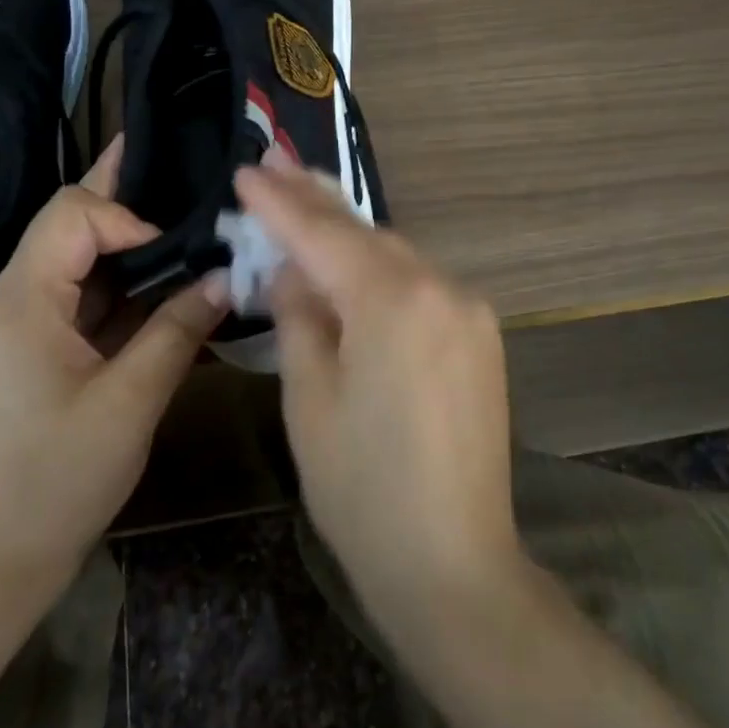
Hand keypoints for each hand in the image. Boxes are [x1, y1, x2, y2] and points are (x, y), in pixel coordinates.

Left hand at [0, 136, 227, 602]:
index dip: (126, 216)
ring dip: (126, 241)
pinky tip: (163, 278)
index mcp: (22, 303)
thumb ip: (178, 330)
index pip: (71, 215)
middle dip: (121, 196)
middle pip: (67, 224)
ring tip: (181, 217)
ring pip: (75, 258)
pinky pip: (79, 295)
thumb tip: (224, 276)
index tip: (175, 252)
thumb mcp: (131, 402)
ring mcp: (21, 325)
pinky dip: (120, 282)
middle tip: (178, 166)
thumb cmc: (60, 479)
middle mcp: (13, 300)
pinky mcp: (36, 349)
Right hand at [233, 159, 523, 634]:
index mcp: (394, 300)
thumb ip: (300, 318)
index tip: (247, 170)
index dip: (280, 202)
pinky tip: (353, 266)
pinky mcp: (481, 337)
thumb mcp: (310, 399)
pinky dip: (381, 271)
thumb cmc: (362, 490)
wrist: (453, 563)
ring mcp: (470, 311)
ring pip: (396, 256)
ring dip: (349, 235)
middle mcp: (442, 288)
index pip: (323, 234)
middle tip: (274, 164)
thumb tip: (293, 271)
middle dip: (317, 201)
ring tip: (305, 202)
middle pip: (367, 234)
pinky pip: (421, 285)